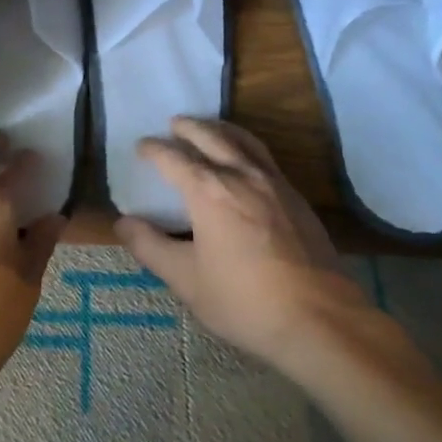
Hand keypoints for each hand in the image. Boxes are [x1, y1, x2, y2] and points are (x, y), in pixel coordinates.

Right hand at [114, 117, 366, 366]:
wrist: (319, 318)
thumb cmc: (243, 300)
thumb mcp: (185, 280)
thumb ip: (150, 247)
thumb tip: (122, 223)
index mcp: (209, 191)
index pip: (174, 158)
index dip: (154, 150)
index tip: (141, 146)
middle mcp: (241, 175)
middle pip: (212, 138)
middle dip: (190, 127)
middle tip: (175, 123)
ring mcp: (275, 184)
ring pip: (245, 142)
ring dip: (222, 129)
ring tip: (210, 128)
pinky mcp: (297, 198)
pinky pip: (265, 158)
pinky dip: (247, 147)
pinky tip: (246, 162)